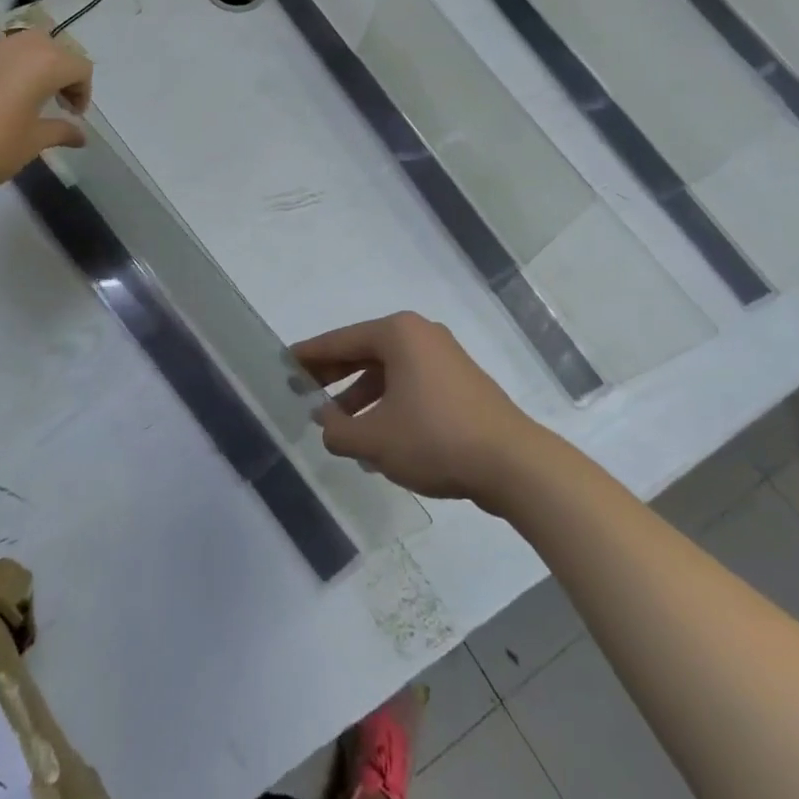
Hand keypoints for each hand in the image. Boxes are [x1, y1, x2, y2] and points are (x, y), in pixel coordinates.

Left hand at [0, 31, 91, 193]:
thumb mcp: (34, 142)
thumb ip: (61, 131)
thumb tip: (80, 135)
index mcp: (43, 63)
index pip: (79, 66)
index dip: (83, 91)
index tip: (73, 115)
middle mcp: (17, 47)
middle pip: (53, 47)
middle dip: (61, 71)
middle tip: (57, 101)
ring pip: (22, 45)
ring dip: (34, 66)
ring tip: (28, 97)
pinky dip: (7, 70)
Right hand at [293, 312, 539, 507]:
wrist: (513, 464)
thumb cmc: (434, 439)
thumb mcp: (374, 440)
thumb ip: (338, 431)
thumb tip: (326, 423)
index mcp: (398, 334)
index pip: (341, 341)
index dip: (310, 355)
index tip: (285, 362)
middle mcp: (421, 335)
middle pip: (365, 351)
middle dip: (334, 375)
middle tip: (304, 390)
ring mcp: (445, 358)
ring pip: (389, 371)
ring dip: (361, 395)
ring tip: (338, 425)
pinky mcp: (461, 383)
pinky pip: (411, 385)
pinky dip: (388, 403)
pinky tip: (377, 437)